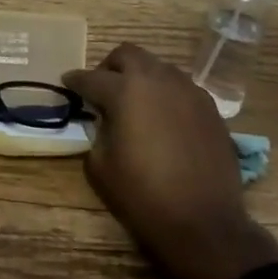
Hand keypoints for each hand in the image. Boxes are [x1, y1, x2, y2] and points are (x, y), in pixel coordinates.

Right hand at [63, 43, 277, 278]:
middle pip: (127, 55)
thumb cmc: (143, 197)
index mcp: (125, 91)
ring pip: (158, 67)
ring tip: (134, 103)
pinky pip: (181, 88)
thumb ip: (97, 132)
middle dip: (109, 67)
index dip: (75, 81)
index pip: (91, 78)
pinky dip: (165, 94)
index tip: (67, 83)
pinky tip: (163, 118)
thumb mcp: (100, 166)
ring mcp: (189, 91)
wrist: (204, 224)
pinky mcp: (210, 108)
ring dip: (141, 78)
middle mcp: (158, 80)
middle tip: (102, 89)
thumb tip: (104, 120)